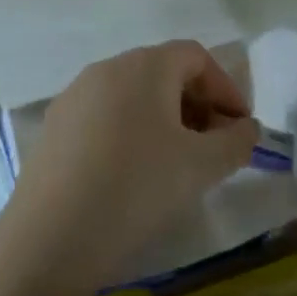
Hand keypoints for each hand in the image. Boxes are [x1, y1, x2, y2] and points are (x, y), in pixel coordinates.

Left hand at [8, 41, 257, 290]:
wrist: (51, 238)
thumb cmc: (138, 188)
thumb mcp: (202, 166)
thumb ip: (236, 142)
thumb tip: (245, 129)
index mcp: (143, 66)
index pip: (196, 57)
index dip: (226, 88)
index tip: (240, 128)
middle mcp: (105, 69)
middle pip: (163, 73)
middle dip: (196, 105)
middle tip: (213, 148)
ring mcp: (73, 98)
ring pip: (132, 97)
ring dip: (164, 121)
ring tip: (176, 165)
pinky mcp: (53, 129)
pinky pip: (104, 118)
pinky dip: (130, 134)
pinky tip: (133, 176)